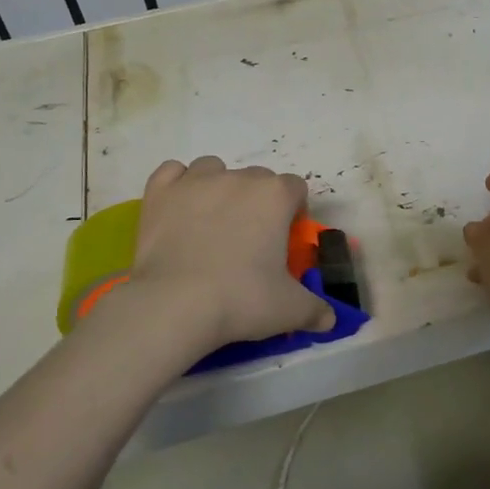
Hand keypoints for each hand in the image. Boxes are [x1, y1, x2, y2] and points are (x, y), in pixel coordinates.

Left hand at [127, 156, 333, 351]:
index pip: (295, 188)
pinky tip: (179, 208)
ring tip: (212, 221)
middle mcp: (237, 178)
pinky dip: (178, 185)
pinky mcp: (160, 192)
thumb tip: (329, 320)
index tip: (285, 238)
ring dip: (218, 186)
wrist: (175, 305)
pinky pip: (172, 172)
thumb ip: (315, 309)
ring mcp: (195, 181)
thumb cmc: (241, 300)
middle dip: (258, 201)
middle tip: (250, 239)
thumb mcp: (289, 310)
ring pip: (214, 168)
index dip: (294, 211)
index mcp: (275, 196)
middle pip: (257, 178)